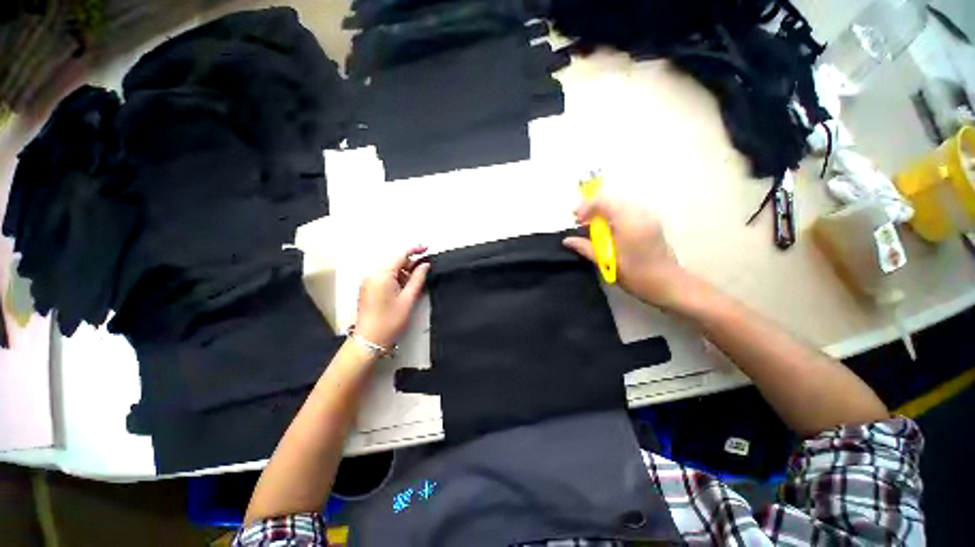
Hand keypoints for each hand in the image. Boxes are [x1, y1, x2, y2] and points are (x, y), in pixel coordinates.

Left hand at [355, 247, 430, 349]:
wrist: (369, 341)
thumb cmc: (390, 321)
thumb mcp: (408, 299)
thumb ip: (418, 279)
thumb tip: (425, 265)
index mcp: (381, 275)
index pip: (400, 255)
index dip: (414, 250)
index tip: (427, 249)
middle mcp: (372, 275)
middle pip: (394, 262)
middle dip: (410, 265)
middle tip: (424, 272)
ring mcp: (368, 282)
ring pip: (390, 270)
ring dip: (403, 273)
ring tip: (415, 285)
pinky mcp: (368, 289)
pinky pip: (384, 277)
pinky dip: (396, 279)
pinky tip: (404, 289)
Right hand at [563, 198, 689, 308]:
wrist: (668, 285)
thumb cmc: (635, 275)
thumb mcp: (606, 261)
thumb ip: (585, 247)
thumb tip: (567, 240)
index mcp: (629, 221)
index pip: (604, 202)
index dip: (586, 207)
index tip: (575, 218)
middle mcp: (640, 214)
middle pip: (612, 202)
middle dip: (593, 210)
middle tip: (580, 222)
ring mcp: (648, 218)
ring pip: (620, 207)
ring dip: (603, 214)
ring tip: (591, 228)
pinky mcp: (651, 224)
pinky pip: (628, 213)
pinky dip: (614, 218)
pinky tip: (608, 232)